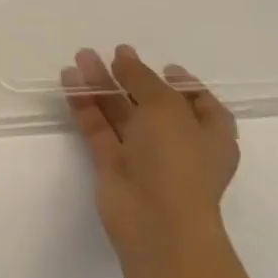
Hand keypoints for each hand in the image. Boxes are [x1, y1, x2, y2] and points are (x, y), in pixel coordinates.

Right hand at [62, 45, 239, 263]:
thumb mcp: (166, 107)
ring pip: (121, 113)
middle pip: (153, 105)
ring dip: (102, 85)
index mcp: (209, 136)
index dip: (186, 86)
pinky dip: (85, 104)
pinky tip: (69, 80)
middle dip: (132, 78)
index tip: (165, 67)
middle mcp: (178, 145)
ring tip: (81, 57)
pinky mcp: (113, 165)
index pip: (203, 106)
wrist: (156, 222)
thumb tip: (124, 57)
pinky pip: (98, 127)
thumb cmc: (176, 160)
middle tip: (111, 54)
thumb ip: (142, 78)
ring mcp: (144, 157)